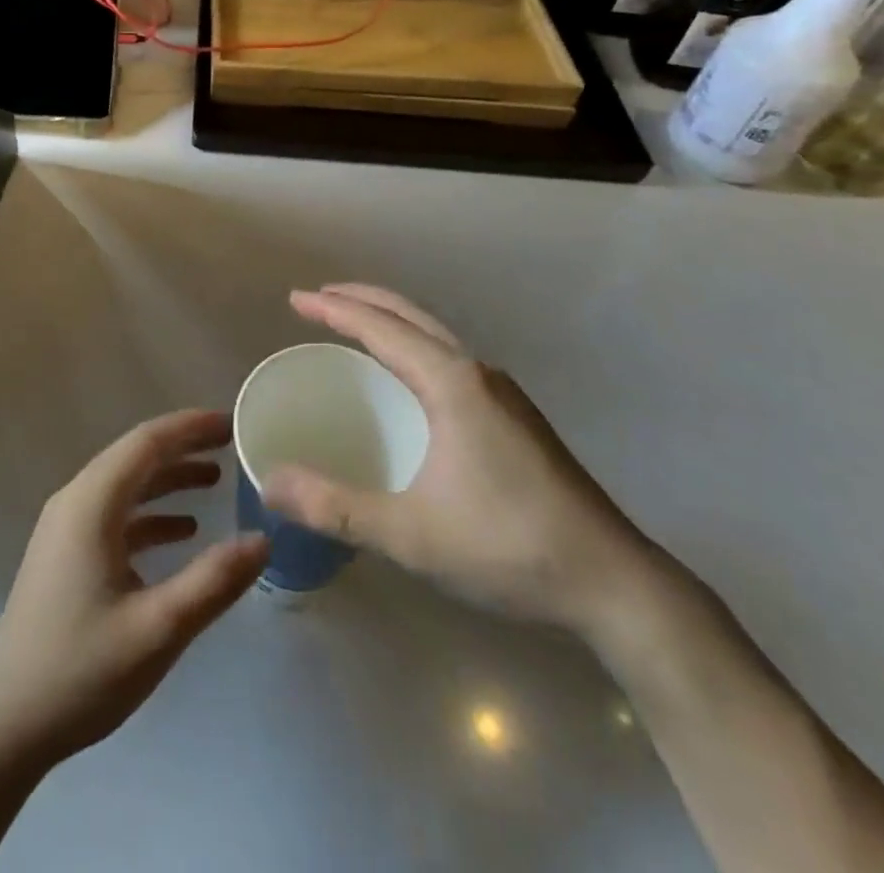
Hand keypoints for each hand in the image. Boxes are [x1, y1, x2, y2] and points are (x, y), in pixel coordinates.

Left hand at [0, 410, 267, 767]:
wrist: (3, 726)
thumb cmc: (81, 671)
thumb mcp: (158, 629)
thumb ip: (213, 581)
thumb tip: (263, 540)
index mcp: (91, 504)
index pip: (147, 442)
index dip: (191, 427)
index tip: (232, 422)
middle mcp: (75, 502)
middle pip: (135, 456)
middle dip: (184, 445)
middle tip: (232, 444)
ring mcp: (65, 528)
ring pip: (125, 484)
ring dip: (169, 478)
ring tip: (216, 479)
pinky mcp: (65, 554)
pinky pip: (115, 514)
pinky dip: (151, 513)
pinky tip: (183, 531)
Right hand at [262, 284, 649, 633]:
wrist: (614, 583)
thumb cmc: (509, 548)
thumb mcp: (411, 534)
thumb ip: (335, 507)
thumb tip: (269, 483)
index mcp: (452, 383)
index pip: (382, 327)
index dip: (334, 310)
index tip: (295, 299)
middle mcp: (477, 373)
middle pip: (410, 316)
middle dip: (361, 301)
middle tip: (317, 300)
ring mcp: (502, 393)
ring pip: (434, 336)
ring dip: (390, 321)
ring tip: (353, 326)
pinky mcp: (514, 417)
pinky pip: (448, 359)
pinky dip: (412, 347)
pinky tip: (405, 379)